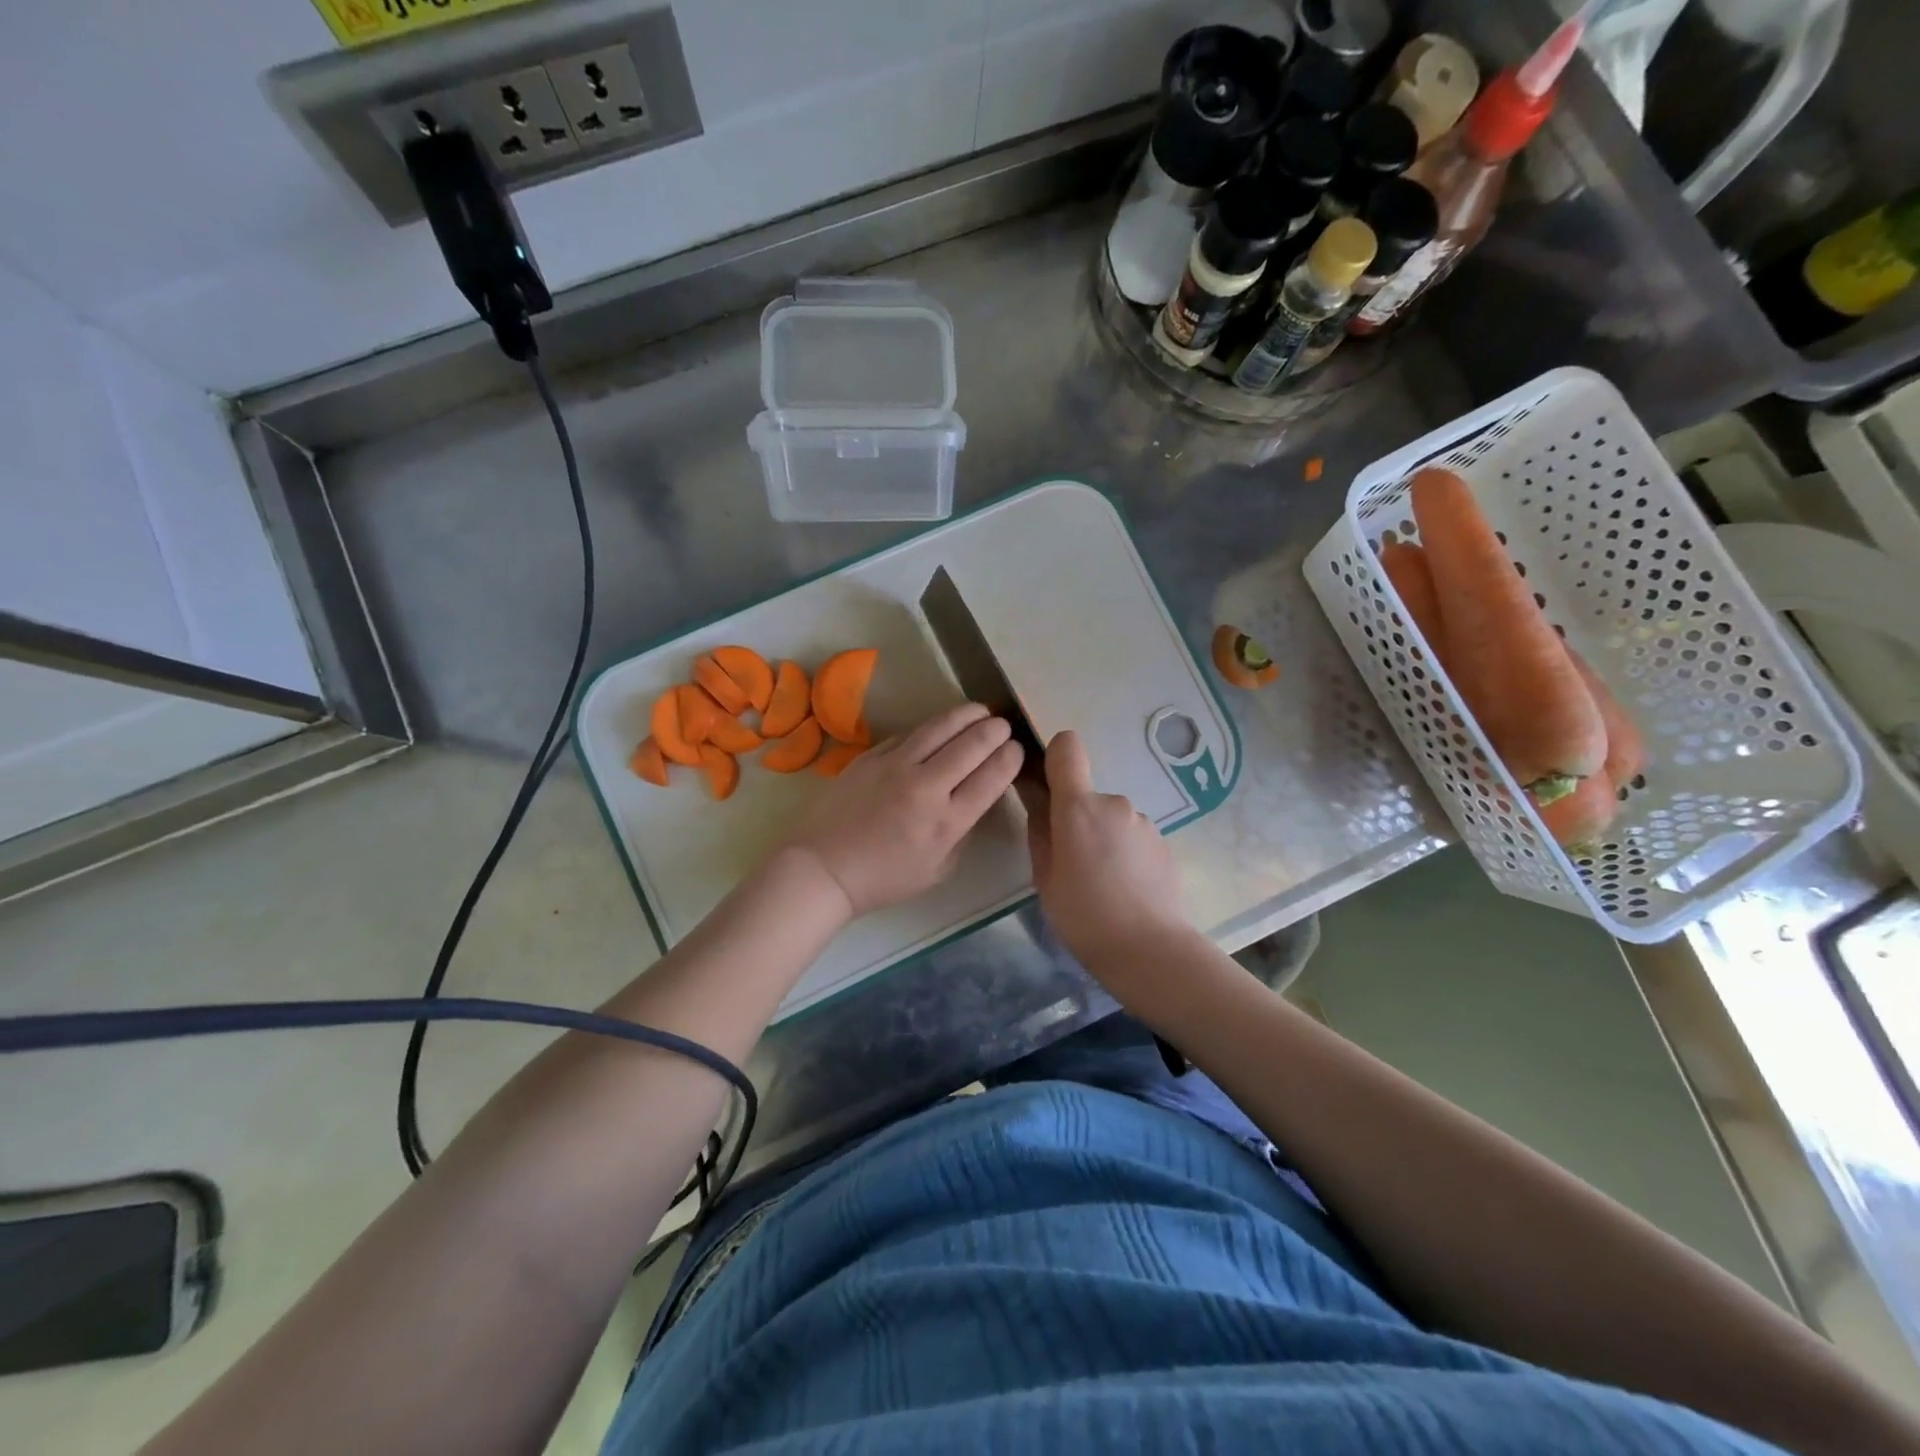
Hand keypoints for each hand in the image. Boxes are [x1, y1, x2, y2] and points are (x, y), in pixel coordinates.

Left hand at [782, 703, 1024, 918]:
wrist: (824, 868)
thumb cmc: (885, 879)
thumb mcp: (939, 869)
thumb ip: (963, 832)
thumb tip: (976, 799)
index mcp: (947, 821)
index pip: (992, 776)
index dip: (1010, 757)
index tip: (1015, 750)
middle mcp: (926, 787)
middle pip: (972, 744)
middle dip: (995, 730)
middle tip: (1003, 725)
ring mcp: (895, 766)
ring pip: (940, 727)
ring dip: (967, 715)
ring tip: (979, 711)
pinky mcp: (871, 756)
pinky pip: (909, 734)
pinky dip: (931, 728)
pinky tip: (939, 728)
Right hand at [1025, 730, 1188, 970]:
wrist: (1150, 950)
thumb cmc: (1083, 915)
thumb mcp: (1045, 876)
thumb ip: (1039, 828)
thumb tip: (1034, 795)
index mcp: (1079, 807)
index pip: (1067, 748)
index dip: (1054, 756)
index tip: (1046, 784)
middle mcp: (1115, 803)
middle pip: (1087, 795)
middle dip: (1077, 820)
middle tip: (1072, 865)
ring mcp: (1144, 822)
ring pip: (1111, 820)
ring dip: (1103, 839)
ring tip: (1101, 884)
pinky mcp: (1164, 844)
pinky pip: (1133, 838)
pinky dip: (1125, 854)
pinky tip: (1125, 890)